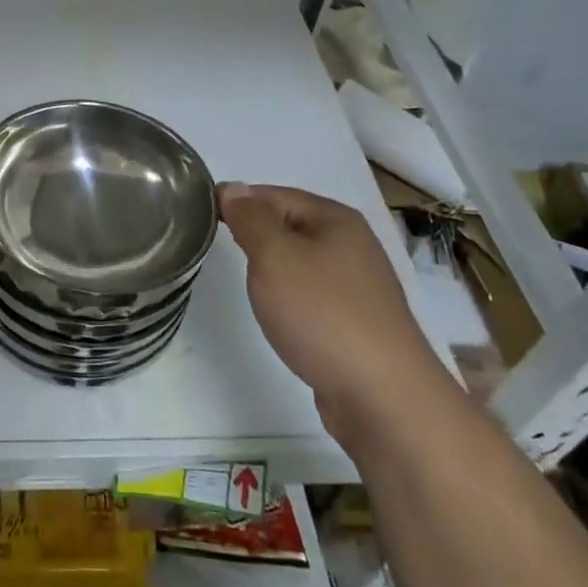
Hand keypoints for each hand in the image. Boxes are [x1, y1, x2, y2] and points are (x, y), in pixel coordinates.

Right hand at [220, 183, 440, 431]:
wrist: (385, 398)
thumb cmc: (323, 314)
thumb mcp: (275, 257)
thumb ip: (250, 219)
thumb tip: (233, 187)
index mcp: (336, 218)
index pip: (273, 194)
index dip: (238, 203)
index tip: (202, 220)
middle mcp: (353, 244)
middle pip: (290, 225)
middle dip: (255, 234)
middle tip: (219, 251)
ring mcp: (360, 285)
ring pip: (302, 261)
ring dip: (274, 268)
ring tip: (249, 284)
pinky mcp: (359, 322)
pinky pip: (314, 294)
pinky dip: (293, 298)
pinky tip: (282, 315)